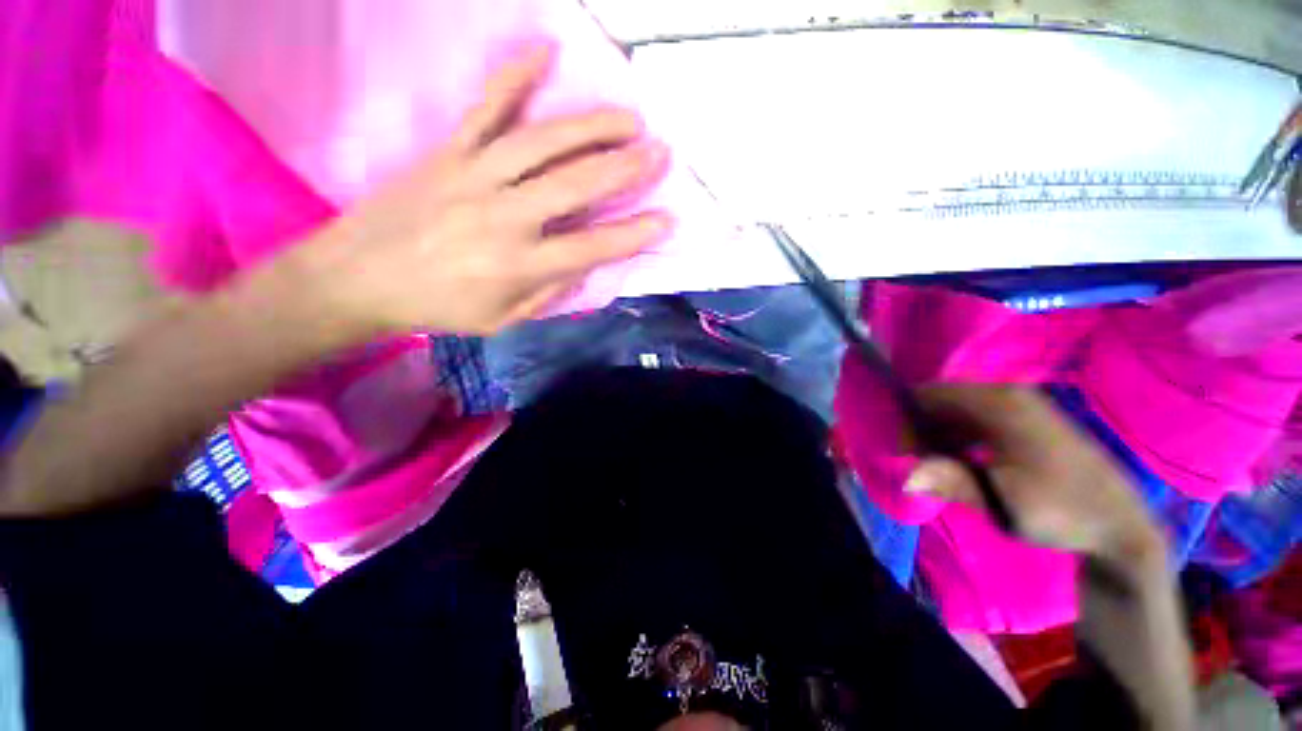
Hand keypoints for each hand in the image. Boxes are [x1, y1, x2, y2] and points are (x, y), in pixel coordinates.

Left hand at [301, 41, 673, 336]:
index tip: (666, 219)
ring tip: (629, 117)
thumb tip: (584, 263)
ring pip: (544, 141)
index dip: (634, 234)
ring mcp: (475, 175)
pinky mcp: (448, 150)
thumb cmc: (438, 307)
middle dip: (626, 169)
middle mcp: (504, 216)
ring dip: (592, 126)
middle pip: (576, 185)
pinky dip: (516, 74)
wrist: (357, 277)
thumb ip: (549, 292)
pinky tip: (546, 50)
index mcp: (520, 265)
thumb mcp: (504, 319)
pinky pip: (487, 105)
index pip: (593, 247)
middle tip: (660, 152)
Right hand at [904, 386, 1162, 561]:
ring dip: (940, 434)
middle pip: (943, 401)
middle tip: (918, 463)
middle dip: (922, 429)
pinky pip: (977, 419)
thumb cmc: (1060, 511)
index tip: (903, 452)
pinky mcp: (1029, 420)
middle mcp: (1008, 394)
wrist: (1120, 527)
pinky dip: (960, 437)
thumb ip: (951, 483)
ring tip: (939, 466)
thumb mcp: (1002, 502)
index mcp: (1000, 403)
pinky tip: (963, 462)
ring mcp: (1021, 405)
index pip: (930, 394)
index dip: (907, 419)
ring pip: (959, 411)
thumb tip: (905, 477)